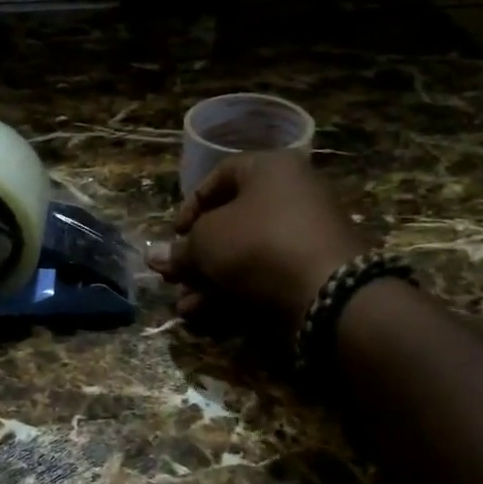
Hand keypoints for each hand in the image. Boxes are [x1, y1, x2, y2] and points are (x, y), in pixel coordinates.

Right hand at [149, 152, 361, 337]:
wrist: (327, 291)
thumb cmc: (258, 243)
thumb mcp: (206, 241)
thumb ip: (180, 249)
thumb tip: (155, 257)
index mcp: (270, 169)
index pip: (221, 176)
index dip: (191, 204)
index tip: (175, 234)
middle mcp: (290, 196)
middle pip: (231, 221)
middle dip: (196, 253)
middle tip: (172, 275)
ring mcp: (302, 237)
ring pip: (243, 255)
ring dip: (208, 279)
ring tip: (182, 303)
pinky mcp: (308, 273)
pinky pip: (262, 276)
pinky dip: (231, 293)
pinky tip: (201, 314)